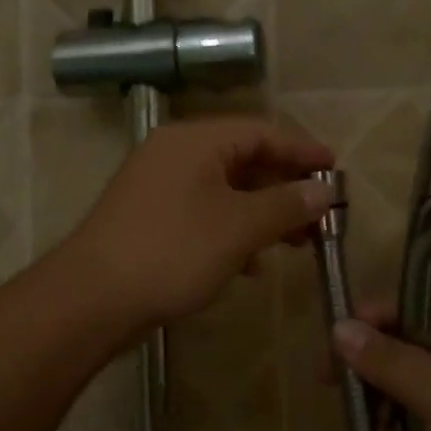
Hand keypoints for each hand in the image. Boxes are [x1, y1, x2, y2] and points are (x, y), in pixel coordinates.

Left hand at [65, 117, 335, 331]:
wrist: (93, 298)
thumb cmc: (173, 251)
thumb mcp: (239, 227)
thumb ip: (286, 204)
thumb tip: (324, 191)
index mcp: (195, 140)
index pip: (261, 132)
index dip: (302, 151)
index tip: (337, 171)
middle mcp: (174, 154)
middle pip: (243, 160)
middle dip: (284, 188)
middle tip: (321, 216)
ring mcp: (157, 187)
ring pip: (224, 191)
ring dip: (261, 214)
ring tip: (295, 243)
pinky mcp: (149, 219)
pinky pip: (202, 214)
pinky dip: (231, 232)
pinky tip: (250, 265)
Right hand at [332, 297, 430, 430]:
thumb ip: (390, 360)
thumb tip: (338, 327)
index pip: (424, 301)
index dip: (380, 313)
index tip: (338, 336)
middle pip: (411, 338)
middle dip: (372, 355)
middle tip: (329, 377)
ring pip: (409, 376)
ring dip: (378, 389)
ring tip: (354, 411)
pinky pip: (415, 410)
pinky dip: (392, 417)